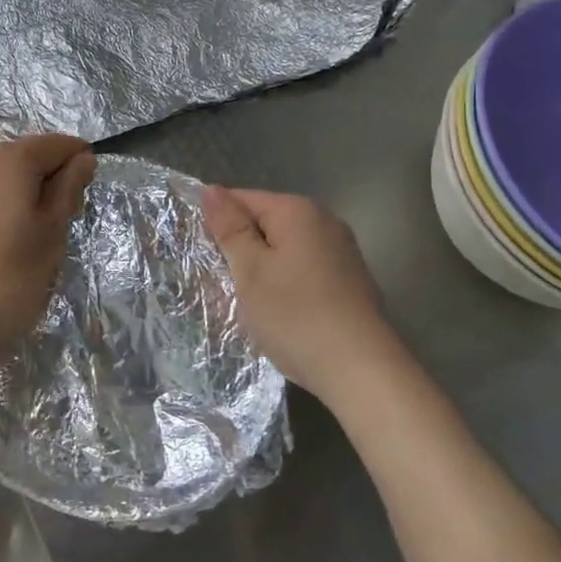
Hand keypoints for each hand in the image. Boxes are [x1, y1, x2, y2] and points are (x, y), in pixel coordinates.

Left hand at [0, 135, 96, 386]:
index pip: (55, 144)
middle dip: (40, 179)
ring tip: (11, 237)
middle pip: (18, 157)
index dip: (76, 161)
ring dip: (5, 193)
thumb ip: (67, 191)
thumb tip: (82, 158)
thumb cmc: (4, 282)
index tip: (84, 190)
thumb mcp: (50, 238)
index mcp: (10, 160)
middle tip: (52, 223)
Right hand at [201, 186, 399, 406]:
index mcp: (297, 210)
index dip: (217, 224)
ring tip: (243, 303)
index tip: (198, 255)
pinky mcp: (350, 281)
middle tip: (217, 284)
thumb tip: (211, 190)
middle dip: (239, 250)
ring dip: (261, 271)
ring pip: (284, 250)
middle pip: (265, 224)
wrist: (362, 371)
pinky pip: (304, 270)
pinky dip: (285, 284)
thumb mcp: (250, 271)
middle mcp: (324, 221)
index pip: (242, 199)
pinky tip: (278, 313)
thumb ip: (230, 228)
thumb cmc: (296, 315)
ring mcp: (341, 252)